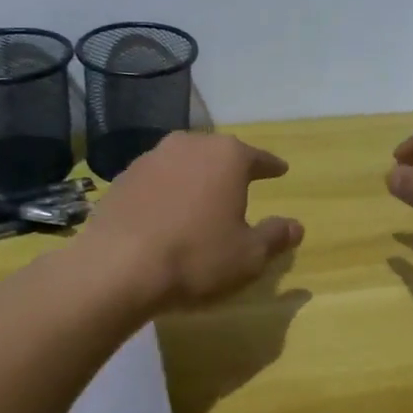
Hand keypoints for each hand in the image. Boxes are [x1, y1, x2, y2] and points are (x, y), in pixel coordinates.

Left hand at [78, 132, 304, 310]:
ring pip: (183, 163)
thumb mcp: (248, 256)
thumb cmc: (196, 257)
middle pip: (218, 153)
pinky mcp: (122, 178)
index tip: (280, 170)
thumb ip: (275, 236)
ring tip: (200, 199)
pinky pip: (155, 180)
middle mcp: (189, 145)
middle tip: (239, 184)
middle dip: (230, 168)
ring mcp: (151, 158)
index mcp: (227, 156)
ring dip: (194, 177)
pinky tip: (165, 213)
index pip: (258, 158)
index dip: (271, 167)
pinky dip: (165, 191)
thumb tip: (296, 226)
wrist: (117, 267)